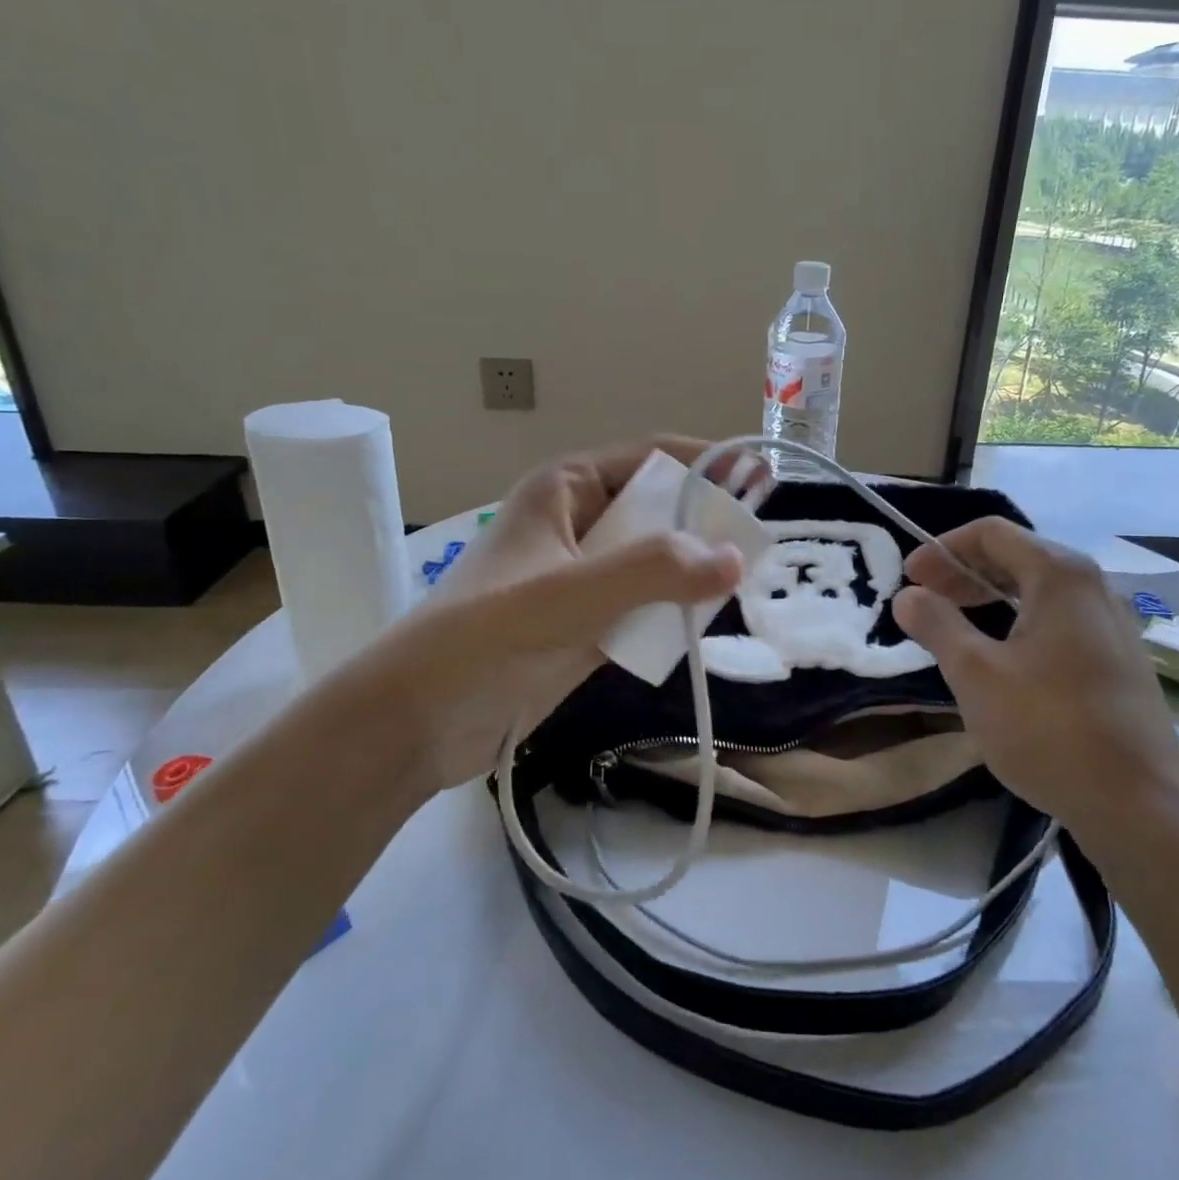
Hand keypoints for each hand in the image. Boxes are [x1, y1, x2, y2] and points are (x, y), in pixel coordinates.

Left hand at [340, 436, 744, 791]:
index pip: (651, 459)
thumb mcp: (572, 593)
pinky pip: (642, 606)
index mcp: (565, 489)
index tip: (762, 479)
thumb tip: (736, 559)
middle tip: (759, 546)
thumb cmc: (485, 635)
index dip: (706, 465)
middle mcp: (576, 524)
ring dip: (692, 574)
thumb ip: (654, 572)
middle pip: (658, 511)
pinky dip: (671, 613)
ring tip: (743, 586)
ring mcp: (579, 577)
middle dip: (705, 525)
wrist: (416, 721)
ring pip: (654, 563)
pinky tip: (702, 626)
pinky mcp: (583, 625)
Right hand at [890, 517, 1178, 842]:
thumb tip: (908, 595)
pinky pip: (1059, 620)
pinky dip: (1019, 622)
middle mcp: (1093, 587)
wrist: (1139, 808)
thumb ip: (937, 624)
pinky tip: (1000, 658)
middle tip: (924, 600)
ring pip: (1038, 591)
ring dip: (989, 598)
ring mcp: (1113, 624)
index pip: (992, 533)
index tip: (909, 577)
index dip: (942, 548)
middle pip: (1017, 557)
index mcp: (1060, 576)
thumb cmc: (1049, 729)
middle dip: (963, 572)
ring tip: (954, 627)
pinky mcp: (1119, 659)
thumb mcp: (976, 674)